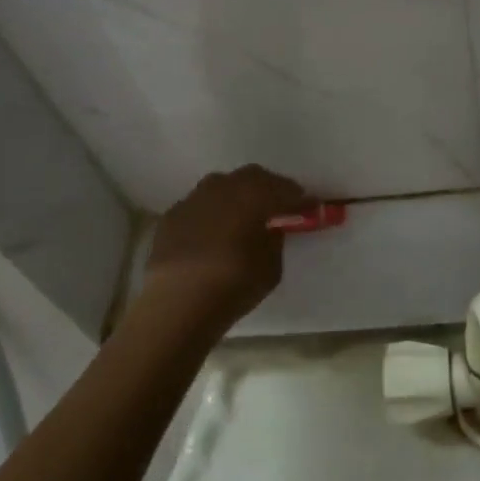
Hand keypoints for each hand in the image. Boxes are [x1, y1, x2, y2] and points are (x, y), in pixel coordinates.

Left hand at [140, 165, 311, 336]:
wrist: (176, 303)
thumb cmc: (233, 283)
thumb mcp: (271, 266)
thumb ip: (273, 239)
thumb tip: (269, 229)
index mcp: (254, 194)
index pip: (284, 188)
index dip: (298, 198)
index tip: (308, 207)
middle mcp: (223, 186)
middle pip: (251, 177)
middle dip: (267, 188)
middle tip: (276, 207)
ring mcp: (193, 199)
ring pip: (221, 187)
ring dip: (236, 197)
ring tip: (241, 218)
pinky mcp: (171, 216)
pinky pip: (199, 207)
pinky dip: (211, 214)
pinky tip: (211, 234)